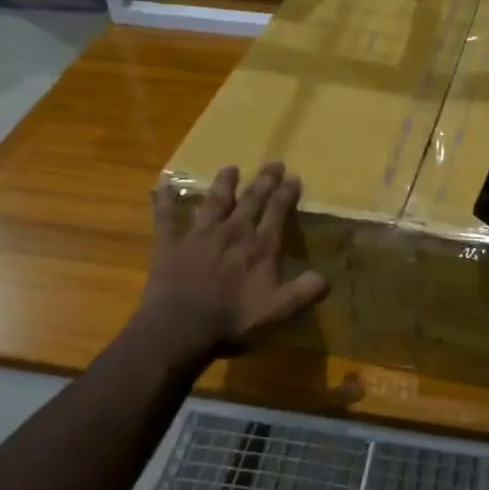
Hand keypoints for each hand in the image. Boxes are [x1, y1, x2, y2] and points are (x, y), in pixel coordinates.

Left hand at [139, 162, 327, 359]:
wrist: (180, 327)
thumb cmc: (232, 321)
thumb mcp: (277, 311)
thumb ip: (303, 292)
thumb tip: (326, 277)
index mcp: (260, 247)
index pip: (277, 212)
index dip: (286, 194)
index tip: (294, 177)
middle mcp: (232, 231)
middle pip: (251, 200)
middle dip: (264, 180)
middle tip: (273, 163)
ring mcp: (199, 234)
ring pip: (214, 201)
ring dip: (223, 183)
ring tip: (230, 167)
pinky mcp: (170, 242)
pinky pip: (166, 216)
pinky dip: (164, 200)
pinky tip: (162, 186)